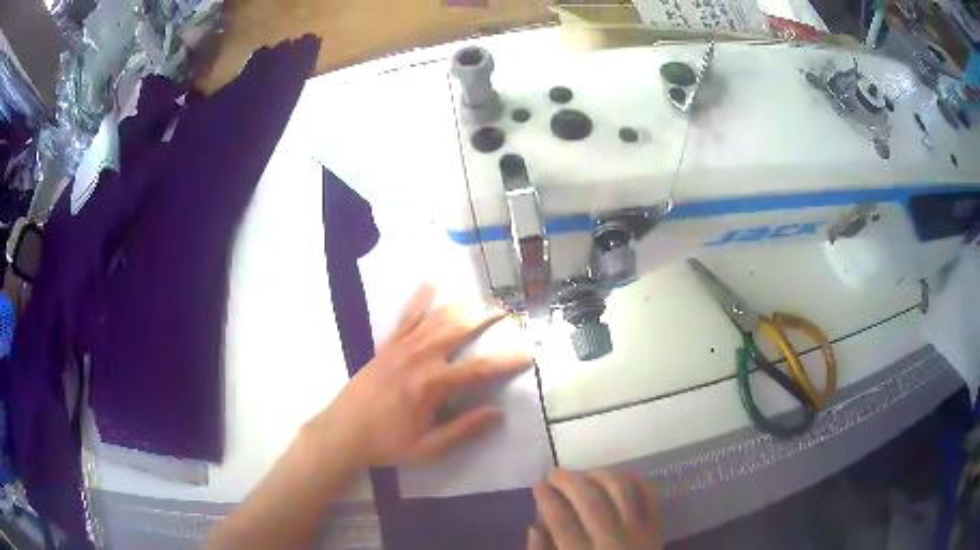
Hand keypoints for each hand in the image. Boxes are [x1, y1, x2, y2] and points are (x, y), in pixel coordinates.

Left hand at [312, 284, 531, 467]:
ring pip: (437, 318)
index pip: (479, 368)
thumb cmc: (387, 443)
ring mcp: (401, 348)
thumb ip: (463, 430)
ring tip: (483, 297)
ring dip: (462, 305)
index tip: (528, 353)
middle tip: (508, 311)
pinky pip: (406, 318)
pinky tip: (429, 285)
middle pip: (459, 329)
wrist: (342, 431)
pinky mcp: (386, 346)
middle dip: (487, 317)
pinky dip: (419, 300)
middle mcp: (420, 357)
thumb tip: (497, 412)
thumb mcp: (429, 448)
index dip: (506, 360)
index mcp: (433, 384)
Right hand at [528, 469, 660, 549]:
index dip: (547, 498)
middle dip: (568, 480)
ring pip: (621, 491)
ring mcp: (638, 533)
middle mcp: (611, 542)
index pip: (562, 521)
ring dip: (600, 474)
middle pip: (590, 501)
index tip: (537, 485)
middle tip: (553, 473)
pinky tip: (619, 476)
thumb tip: (533, 525)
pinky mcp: (657, 529)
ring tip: (585, 473)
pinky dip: (636, 480)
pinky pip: (650, 495)